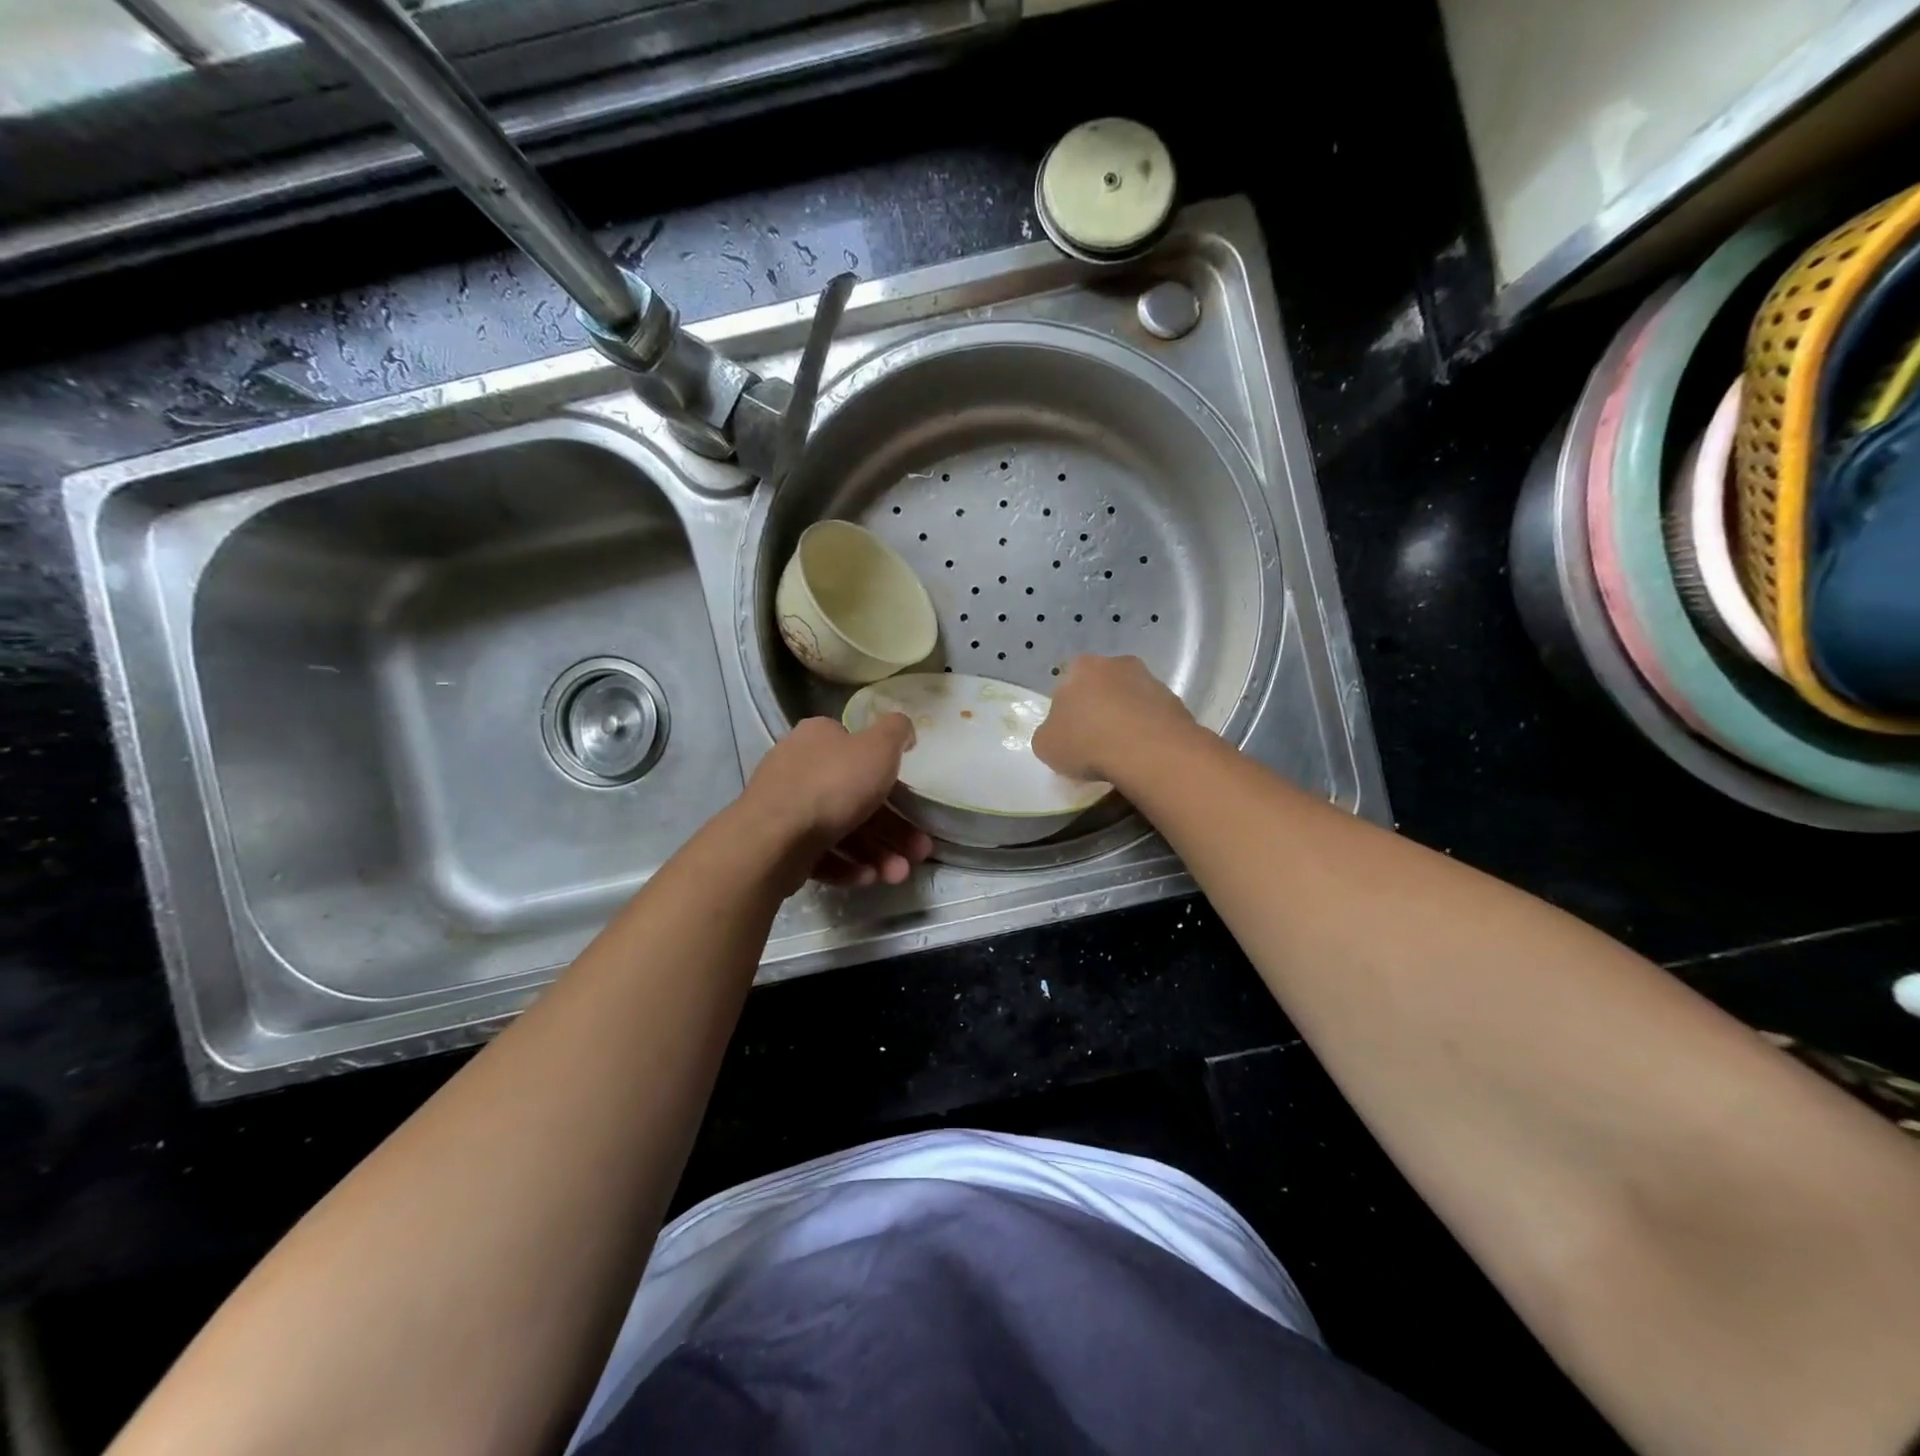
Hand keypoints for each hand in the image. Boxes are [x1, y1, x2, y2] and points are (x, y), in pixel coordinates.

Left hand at [743, 715, 933, 887]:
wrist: (772, 838)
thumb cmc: (833, 785)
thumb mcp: (878, 748)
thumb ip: (896, 732)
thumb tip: (903, 728)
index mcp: (818, 738)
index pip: (858, 749)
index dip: (888, 774)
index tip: (912, 799)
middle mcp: (799, 768)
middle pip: (856, 797)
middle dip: (893, 828)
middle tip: (919, 850)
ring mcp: (787, 808)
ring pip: (842, 829)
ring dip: (877, 852)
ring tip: (899, 874)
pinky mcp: (780, 845)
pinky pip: (822, 853)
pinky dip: (848, 865)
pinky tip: (868, 878)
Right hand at [1032, 654, 1197, 783]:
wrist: (1148, 751)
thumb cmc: (1087, 742)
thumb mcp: (1046, 745)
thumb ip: (1049, 733)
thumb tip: (1058, 732)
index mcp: (1081, 667)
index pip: (1067, 683)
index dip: (1066, 709)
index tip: (1069, 734)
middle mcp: (1116, 663)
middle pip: (1101, 686)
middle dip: (1098, 709)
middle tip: (1094, 741)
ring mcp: (1150, 679)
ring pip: (1129, 699)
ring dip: (1125, 718)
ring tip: (1121, 752)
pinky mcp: (1175, 701)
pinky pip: (1152, 716)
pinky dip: (1147, 731)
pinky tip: (1142, 754)